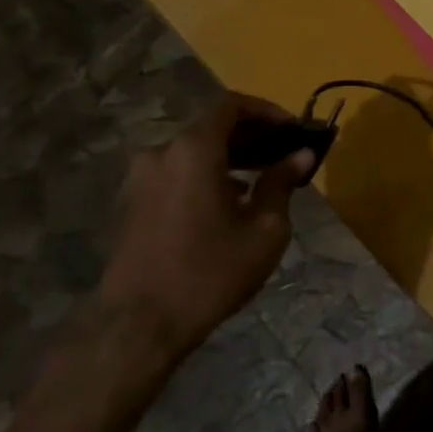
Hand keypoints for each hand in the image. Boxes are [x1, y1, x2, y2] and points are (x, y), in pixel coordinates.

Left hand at [96, 92, 313, 368]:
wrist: (138, 326)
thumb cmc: (209, 272)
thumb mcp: (263, 229)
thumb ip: (282, 184)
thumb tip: (301, 156)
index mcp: (193, 149)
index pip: (232, 105)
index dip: (267, 111)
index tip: (293, 130)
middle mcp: (162, 152)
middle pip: (212, 127)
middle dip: (252, 136)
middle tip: (284, 156)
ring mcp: (141, 178)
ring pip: (193, 152)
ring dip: (229, 158)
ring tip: (262, 183)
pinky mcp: (132, 203)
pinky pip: (176, 174)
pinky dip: (205, 176)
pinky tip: (228, 206)